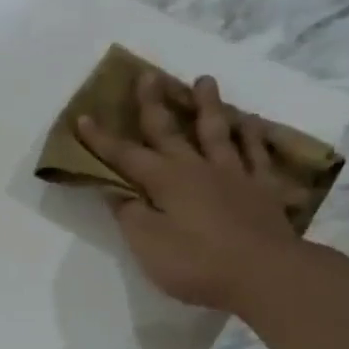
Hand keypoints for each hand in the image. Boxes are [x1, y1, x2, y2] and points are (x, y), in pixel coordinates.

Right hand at [75, 72, 299, 314]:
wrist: (265, 273)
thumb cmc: (197, 263)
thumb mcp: (148, 245)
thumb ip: (130, 215)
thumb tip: (117, 192)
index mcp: (165, 181)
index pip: (125, 156)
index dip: (102, 139)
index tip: (83, 117)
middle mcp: (198, 168)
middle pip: (171, 131)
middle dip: (154, 104)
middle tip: (148, 75)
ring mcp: (234, 175)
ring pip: (218, 131)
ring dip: (209, 105)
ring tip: (204, 81)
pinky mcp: (262, 189)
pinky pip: (257, 153)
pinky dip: (252, 135)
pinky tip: (250, 122)